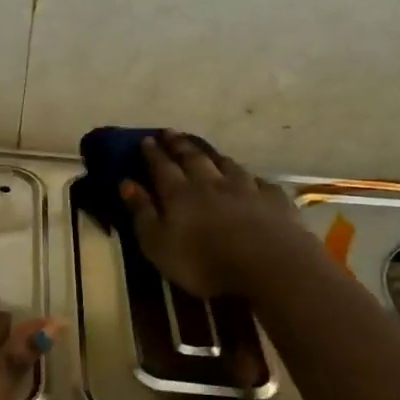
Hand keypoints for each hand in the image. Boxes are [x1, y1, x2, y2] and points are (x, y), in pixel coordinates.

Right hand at [120, 132, 301, 298]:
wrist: (268, 267)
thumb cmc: (202, 262)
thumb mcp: (158, 244)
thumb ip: (142, 212)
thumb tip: (126, 183)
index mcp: (179, 194)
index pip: (162, 167)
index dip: (153, 154)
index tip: (146, 139)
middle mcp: (211, 183)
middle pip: (193, 158)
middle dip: (179, 145)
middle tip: (171, 132)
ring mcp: (246, 189)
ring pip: (227, 165)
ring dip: (213, 155)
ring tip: (205, 149)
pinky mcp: (274, 200)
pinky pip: (259, 182)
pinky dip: (250, 177)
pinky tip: (251, 178)